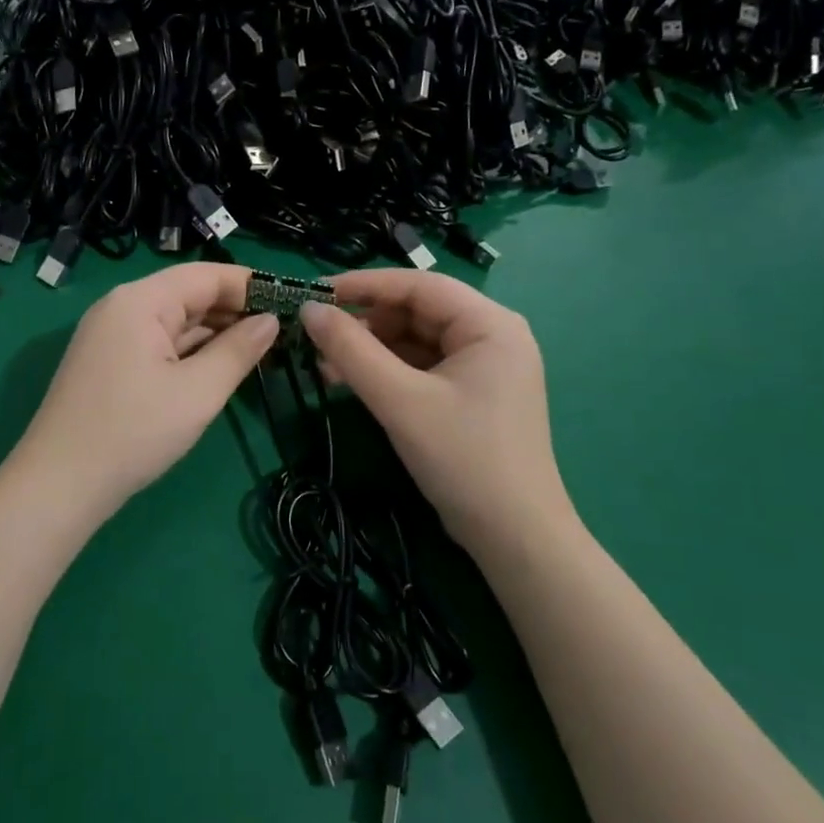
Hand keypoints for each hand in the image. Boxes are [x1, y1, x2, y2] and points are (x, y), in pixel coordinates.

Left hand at [11, 263, 278, 523]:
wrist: (59, 485)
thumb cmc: (134, 433)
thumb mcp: (198, 392)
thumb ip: (239, 351)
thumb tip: (271, 321)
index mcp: (141, 301)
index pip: (207, 275)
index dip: (251, 286)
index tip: (292, 303)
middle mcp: (122, 307)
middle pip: (189, 295)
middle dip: (236, 311)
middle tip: (285, 332)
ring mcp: (111, 335)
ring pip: (175, 322)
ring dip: (215, 334)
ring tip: (263, 351)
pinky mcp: (109, 362)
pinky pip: (159, 344)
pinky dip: (191, 352)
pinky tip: (220, 367)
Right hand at [300, 270, 574, 557]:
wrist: (514, 537)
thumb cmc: (463, 459)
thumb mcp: (400, 401)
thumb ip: (351, 351)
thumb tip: (309, 309)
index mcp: (490, 324)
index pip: (419, 285)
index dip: (363, 285)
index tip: (314, 293)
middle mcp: (492, 336)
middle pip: (417, 312)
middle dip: (365, 324)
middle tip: (316, 338)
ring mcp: (484, 367)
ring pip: (416, 341)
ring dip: (371, 350)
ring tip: (324, 365)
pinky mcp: (472, 395)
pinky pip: (423, 368)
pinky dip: (387, 372)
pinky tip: (351, 382)